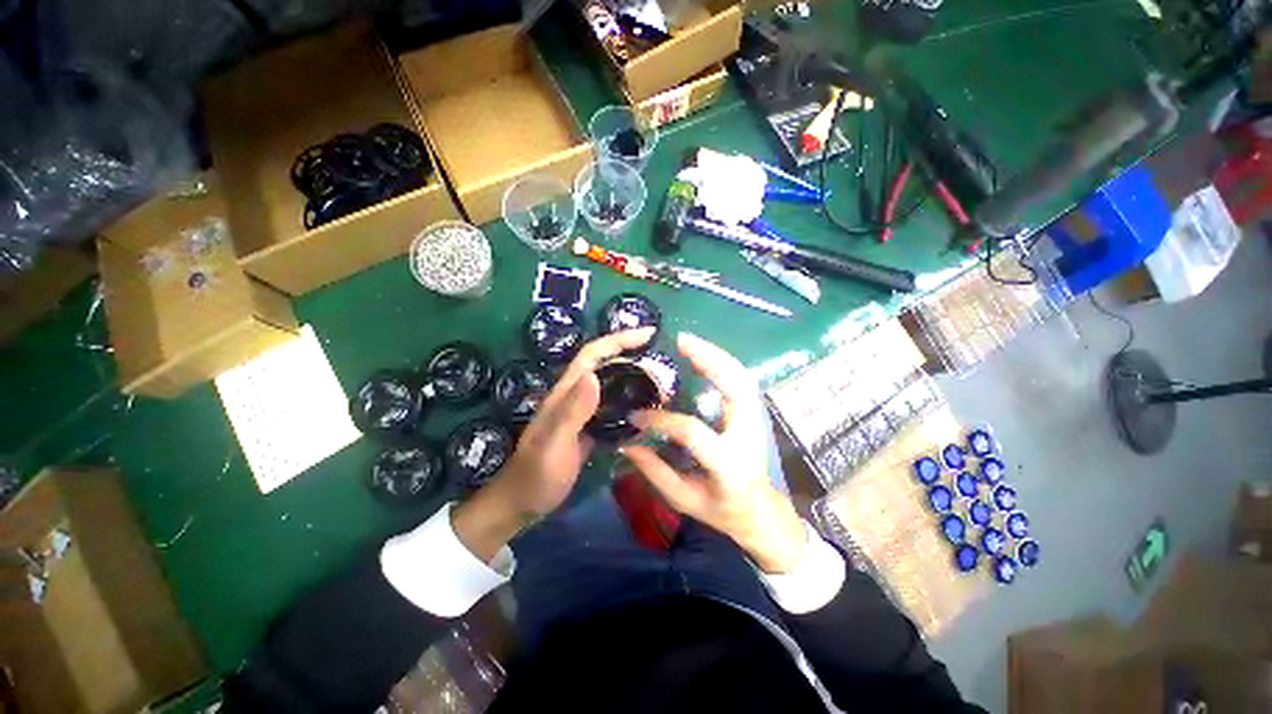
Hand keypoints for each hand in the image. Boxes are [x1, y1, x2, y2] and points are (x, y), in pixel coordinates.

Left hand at [453, 327, 656, 560]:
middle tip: (664, 364)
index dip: (619, 339)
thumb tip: (595, 375)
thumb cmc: (536, 475)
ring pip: (611, 385)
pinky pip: (613, 407)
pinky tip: (648, 411)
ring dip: (635, 379)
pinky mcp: (589, 428)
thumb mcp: (554, 444)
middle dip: (633, 355)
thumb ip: (572, 411)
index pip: (593, 354)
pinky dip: (631, 403)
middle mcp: (575, 395)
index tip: (649, 333)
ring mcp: (582, 412)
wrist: (522, 503)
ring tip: (662, 385)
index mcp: (566, 392)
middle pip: (605, 365)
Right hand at [623, 333, 806, 573]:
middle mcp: (747, 435)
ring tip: (688, 342)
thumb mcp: (684, 499)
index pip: (694, 433)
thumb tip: (626, 443)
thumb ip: (655, 471)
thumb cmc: (720, 509)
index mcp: (729, 465)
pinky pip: (740, 380)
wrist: (757, 510)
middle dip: (710, 360)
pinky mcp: (753, 412)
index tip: (637, 415)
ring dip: (716, 355)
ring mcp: (755, 420)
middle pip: (736, 388)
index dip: (663, 420)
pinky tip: (702, 354)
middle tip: (680, 341)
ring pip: (742, 377)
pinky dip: (722, 362)